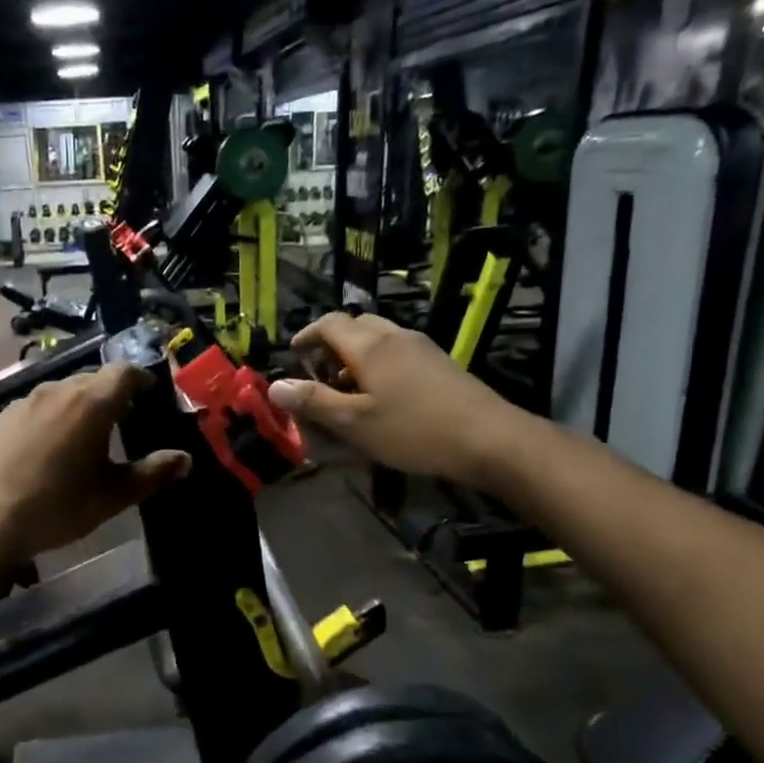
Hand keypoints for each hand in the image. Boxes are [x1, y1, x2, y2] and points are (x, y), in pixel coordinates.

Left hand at [0, 364, 191, 561]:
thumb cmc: (59, 506)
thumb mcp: (113, 495)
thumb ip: (153, 473)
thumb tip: (185, 459)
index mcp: (91, 403)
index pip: (123, 372)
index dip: (140, 377)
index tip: (148, 391)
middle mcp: (56, 391)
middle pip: (91, 379)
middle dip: (110, 393)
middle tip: (121, 417)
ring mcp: (21, 402)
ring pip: (59, 392)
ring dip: (77, 405)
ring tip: (82, 434)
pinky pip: (32, 409)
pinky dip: (48, 419)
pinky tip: (44, 449)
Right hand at [266, 312, 528, 484]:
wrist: (488, 438)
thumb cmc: (414, 431)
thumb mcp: (355, 423)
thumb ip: (314, 402)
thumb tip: (275, 386)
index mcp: (370, 346)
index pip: (329, 323)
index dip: (306, 335)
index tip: (293, 355)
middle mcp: (395, 337)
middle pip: (355, 324)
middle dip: (331, 343)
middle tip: (319, 373)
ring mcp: (422, 347)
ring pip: (379, 337)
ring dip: (356, 353)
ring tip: (347, 387)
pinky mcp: (440, 363)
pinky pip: (398, 351)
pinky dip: (379, 362)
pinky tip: (382, 395)